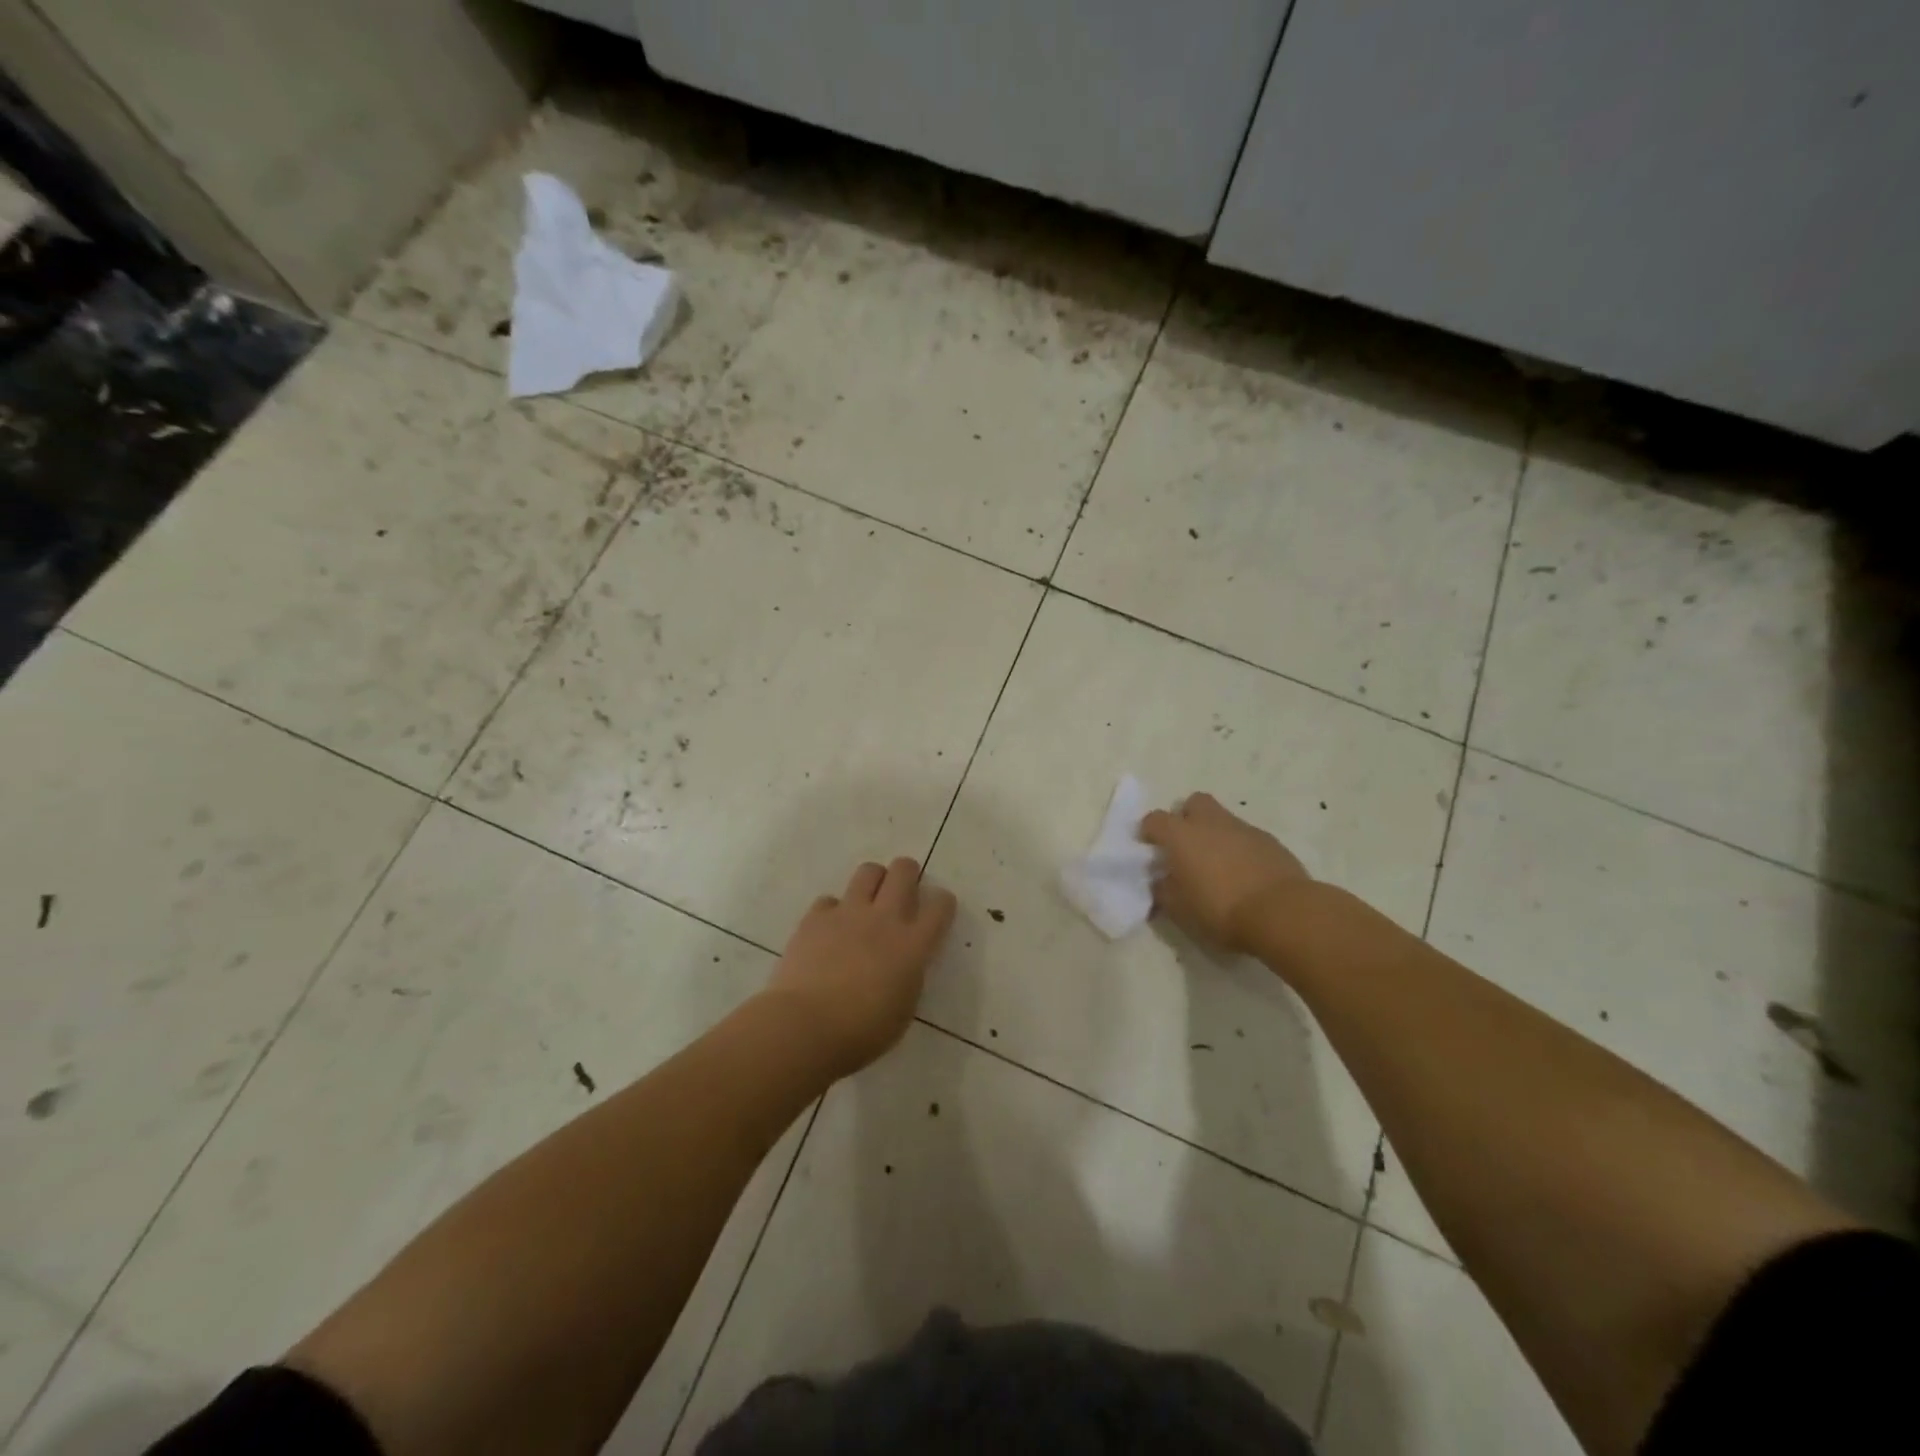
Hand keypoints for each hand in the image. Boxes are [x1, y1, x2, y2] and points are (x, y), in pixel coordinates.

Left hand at [764, 858, 957, 1077]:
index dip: (942, 904)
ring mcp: (848, 913)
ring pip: (868, 872)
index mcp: (913, 945)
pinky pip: (830, 900)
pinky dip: (833, 911)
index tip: (937, 911)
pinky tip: (829, 930)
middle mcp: (884, 919)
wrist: (805, 1027)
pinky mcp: (816, 917)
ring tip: (868, 902)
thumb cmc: (861, 1033)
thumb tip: (903, 964)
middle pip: (904, 871)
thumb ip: (908, 976)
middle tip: (902, 892)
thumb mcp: (903, 1009)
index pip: (940, 906)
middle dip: (907, 874)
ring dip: (873, 881)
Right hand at [1139, 793, 1308, 954]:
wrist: (1282, 913)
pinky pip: (1246, 836)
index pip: (1154, 819)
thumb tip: (1160, 882)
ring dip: (1215, 834)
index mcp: (1181, 835)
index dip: (1149, 832)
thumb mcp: (1179, 910)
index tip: (1150, 851)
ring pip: (1222, 818)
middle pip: (1193, 803)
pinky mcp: (1270, 841)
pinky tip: (1244, 874)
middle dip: (1186, 818)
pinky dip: (1240, 848)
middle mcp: (1210, 823)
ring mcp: (1243, 829)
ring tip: (1217, 865)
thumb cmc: (1221, 910)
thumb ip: (1163, 891)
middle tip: (1186, 847)